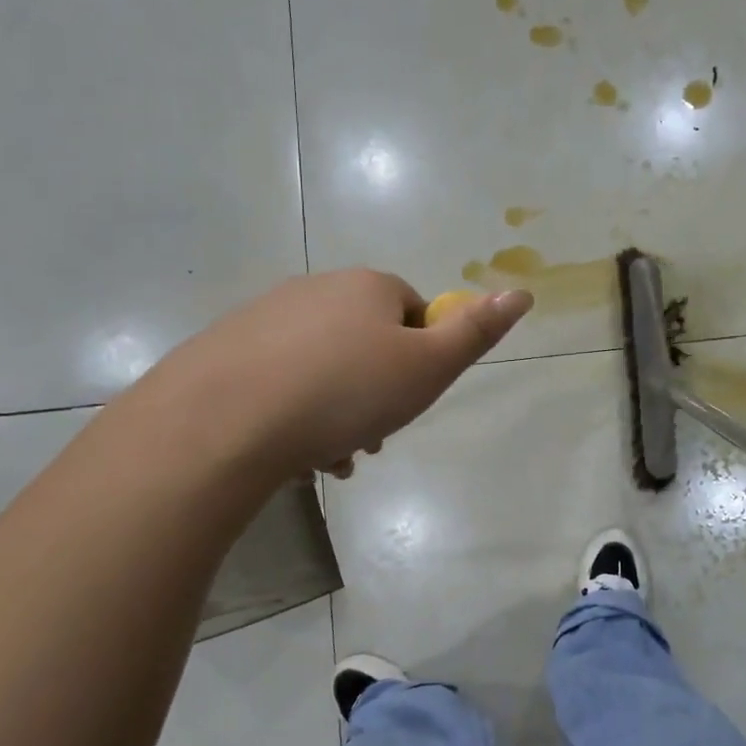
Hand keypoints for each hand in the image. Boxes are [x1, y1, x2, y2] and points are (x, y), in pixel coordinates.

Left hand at [167, 270, 531, 481]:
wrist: (225, 420)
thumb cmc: (345, 392)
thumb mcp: (427, 368)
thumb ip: (475, 333)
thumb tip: (521, 292)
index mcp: (368, 287)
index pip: (414, 314)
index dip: (421, 361)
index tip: (409, 402)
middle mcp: (317, 289)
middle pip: (367, 343)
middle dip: (377, 393)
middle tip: (372, 440)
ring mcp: (266, 316)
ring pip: (323, 366)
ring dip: (338, 411)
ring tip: (332, 458)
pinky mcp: (228, 349)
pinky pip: (280, 380)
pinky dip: (295, 412)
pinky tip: (292, 453)